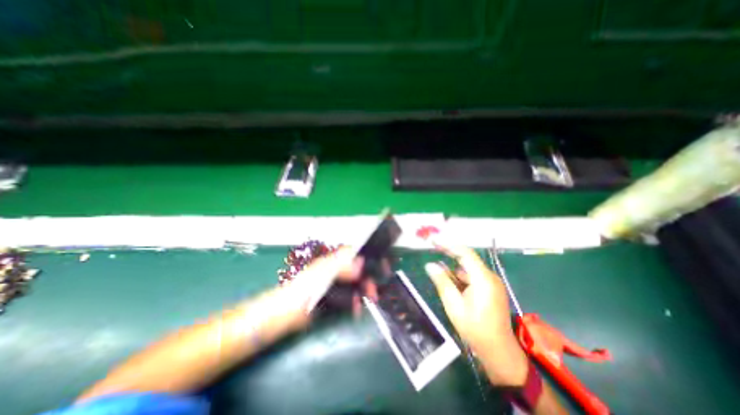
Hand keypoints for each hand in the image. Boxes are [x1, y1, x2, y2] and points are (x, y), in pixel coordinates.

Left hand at [284, 247, 376, 324]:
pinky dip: (356, 302)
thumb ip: (340, 268)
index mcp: (332, 261)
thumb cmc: (302, 291)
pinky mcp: (334, 297)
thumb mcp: (321, 276)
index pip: (353, 252)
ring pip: (355, 283)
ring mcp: (335, 284)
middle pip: (357, 269)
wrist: (286, 315)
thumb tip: (361, 261)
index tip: (380, 263)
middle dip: (368, 277)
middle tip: (374, 290)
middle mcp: (335, 270)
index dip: (367, 255)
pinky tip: (357, 309)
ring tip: (369, 300)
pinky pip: (350, 296)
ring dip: (364, 290)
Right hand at [422, 238, 531, 387]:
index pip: (465, 253)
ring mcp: (492, 283)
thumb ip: (442, 282)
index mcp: (483, 279)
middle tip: (433, 254)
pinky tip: (453, 288)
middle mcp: (490, 277)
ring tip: (441, 278)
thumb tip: (429, 265)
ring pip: (468, 269)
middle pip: (467, 260)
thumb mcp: (453, 305)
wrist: (499, 352)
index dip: (448, 245)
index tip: (433, 242)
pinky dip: (461, 278)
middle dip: (449, 257)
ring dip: (454, 271)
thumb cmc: (475, 329)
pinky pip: (473, 277)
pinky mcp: (491, 289)